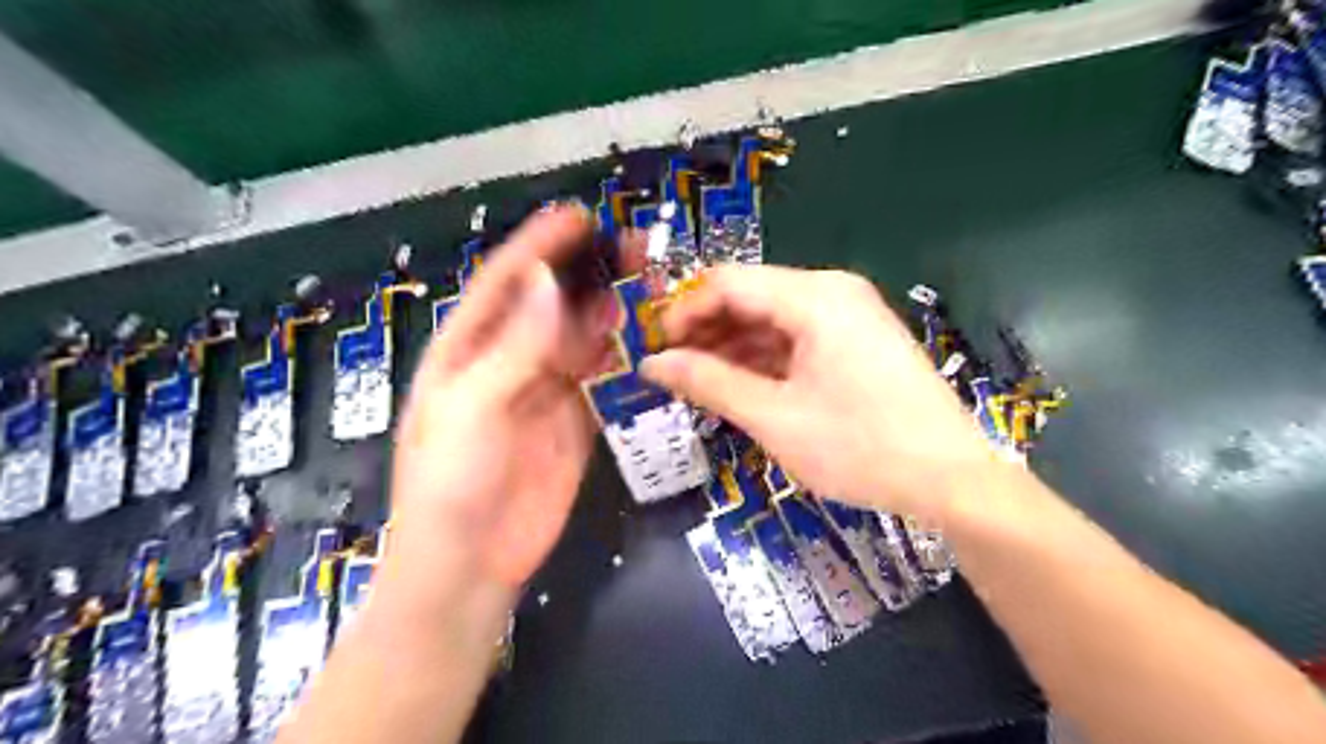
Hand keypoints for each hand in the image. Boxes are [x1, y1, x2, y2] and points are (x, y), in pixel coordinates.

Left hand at [388, 207, 628, 590]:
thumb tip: (548, 282)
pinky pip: (599, 378)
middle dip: (587, 272)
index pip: (505, 282)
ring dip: (610, 309)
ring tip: (648, 283)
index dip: (539, 246)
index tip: (580, 217)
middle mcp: (506, 361)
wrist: (471, 564)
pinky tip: (645, 337)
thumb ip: (515, 347)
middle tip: (632, 247)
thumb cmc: (452, 483)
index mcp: (467, 350)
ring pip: (580, 337)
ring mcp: (543, 391)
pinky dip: (621, 355)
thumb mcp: (473, 409)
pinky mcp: (573, 421)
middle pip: (550, 303)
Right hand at [639, 266, 994, 519]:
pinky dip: (766, 358)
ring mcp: (851, 315)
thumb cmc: (861, 447)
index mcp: (815, 298)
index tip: (657, 349)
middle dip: (708, 331)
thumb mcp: (774, 417)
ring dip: (734, 347)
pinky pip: (799, 337)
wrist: (953, 480)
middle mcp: (833, 292)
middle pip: (752, 296)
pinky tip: (744, 386)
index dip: (685, 311)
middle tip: (676, 372)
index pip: (728, 282)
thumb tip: (654, 364)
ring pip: (773, 318)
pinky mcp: (859, 340)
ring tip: (703, 384)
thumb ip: (709, 383)